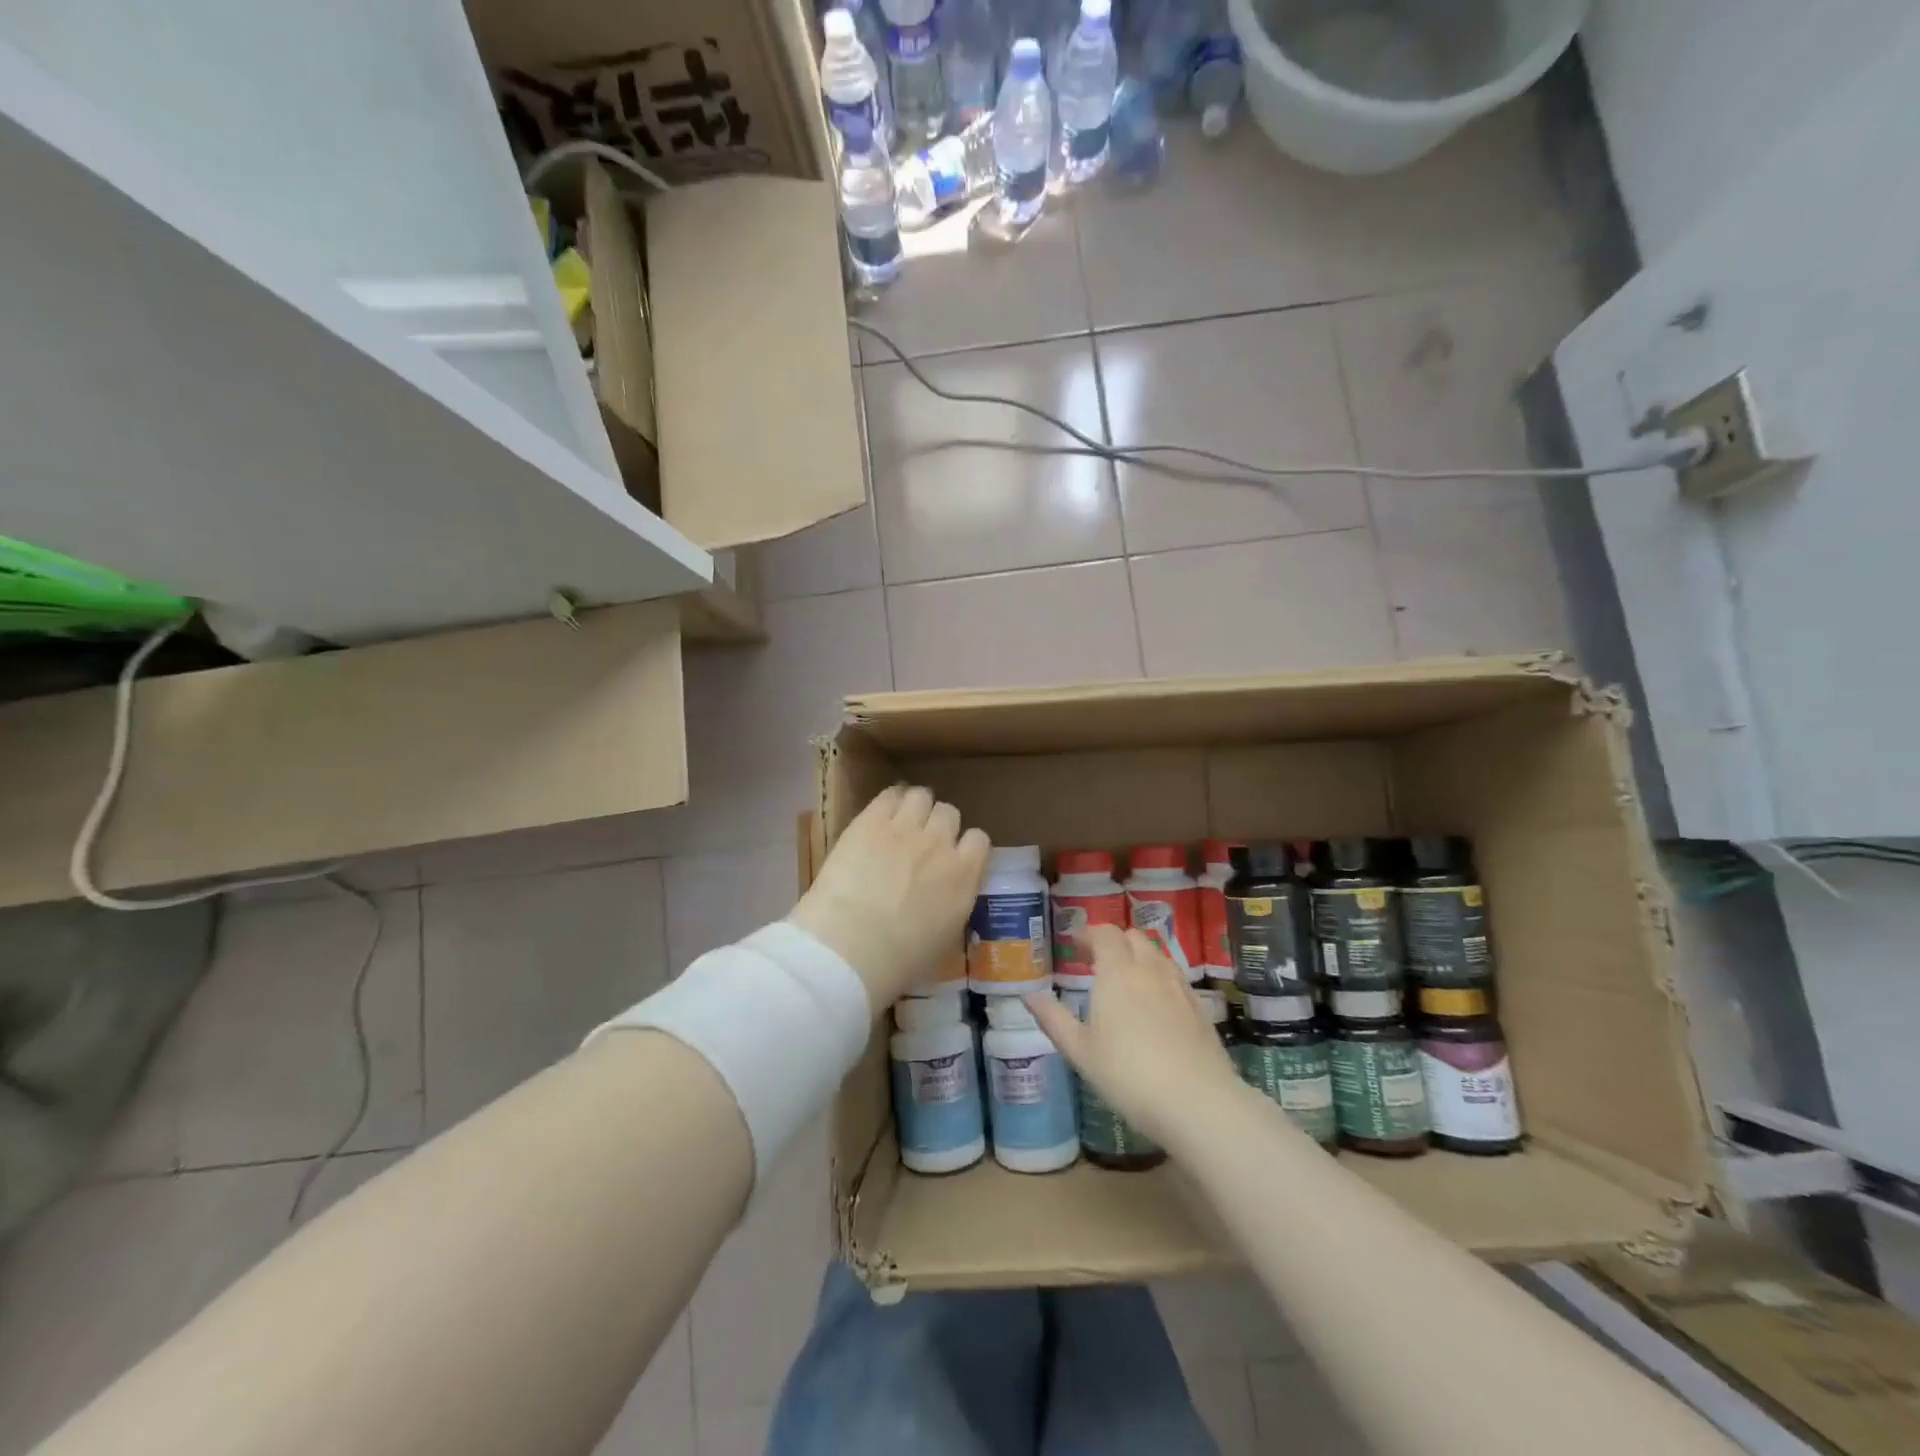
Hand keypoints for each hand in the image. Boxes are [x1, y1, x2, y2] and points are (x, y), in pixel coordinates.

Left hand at [789, 785, 989, 1010]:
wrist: (852, 946)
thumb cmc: (900, 961)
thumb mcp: (944, 940)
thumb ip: (953, 906)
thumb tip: (947, 897)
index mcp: (964, 876)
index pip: (979, 840)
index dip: (965, 845)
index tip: (953, 856)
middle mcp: (940, 844)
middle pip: (949, 813)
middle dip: (938, 824)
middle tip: (922, 841)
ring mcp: (905, 828)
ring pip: (921, 796)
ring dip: (915, 806)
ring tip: (900, 821)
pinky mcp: (870, 820)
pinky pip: (889, 794)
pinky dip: (889, 800)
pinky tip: (881, 813)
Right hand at [1026, 926, 1240, 1148]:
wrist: (1197, 1102)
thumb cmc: (1127, 1074)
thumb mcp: (1080, 1051)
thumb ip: (1053, 1019)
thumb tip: (1028, 995)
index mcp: (1117, 972)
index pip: (1104, 934)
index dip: (1088, 934)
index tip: (1073, 945)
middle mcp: (1149, 969)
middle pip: (1134, 937)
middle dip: (1114, 942)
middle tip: (1096, 961)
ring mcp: (1179, 987)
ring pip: (1157, 955)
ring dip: (1138, 957)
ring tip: (1125, 981)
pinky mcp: (1199, 1007)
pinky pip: (1175, 977)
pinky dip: (1159, 978)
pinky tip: (1154, 1006)